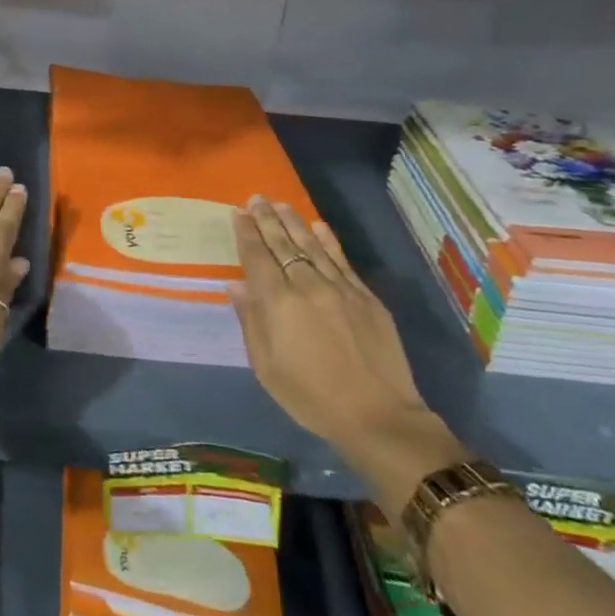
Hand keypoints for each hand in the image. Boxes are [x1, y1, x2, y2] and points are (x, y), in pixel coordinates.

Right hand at [231, 198, 465, 519]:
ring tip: (280, 204)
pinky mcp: (365, 297)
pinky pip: (341, 259)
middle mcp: (307, 286)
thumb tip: (236, 285)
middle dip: (266, 219)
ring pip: (311, 245)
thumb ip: (251, 321)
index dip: (246, 233)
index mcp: (278, 303)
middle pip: (282, 244)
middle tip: (255, 198)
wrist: (378, 416)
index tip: (237, 213)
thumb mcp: (266, 367)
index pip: (257, 257)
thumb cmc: (311, 397)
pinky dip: (327, 240)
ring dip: (293, 222)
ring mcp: (340, 288)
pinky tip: (318, 226)